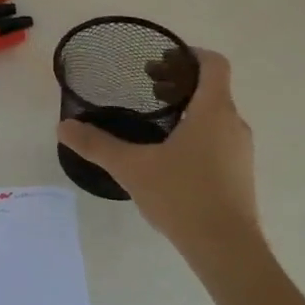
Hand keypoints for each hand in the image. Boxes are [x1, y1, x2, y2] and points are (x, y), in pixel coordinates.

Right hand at [56, 48, 258, 253]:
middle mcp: (233, 123)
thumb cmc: (183, 196)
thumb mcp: (132, 167)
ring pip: (215, 114)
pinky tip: (168, 155)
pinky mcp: (239, 174)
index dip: (188, 54)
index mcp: (213, 110)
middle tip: (146, 87)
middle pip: (212, 87)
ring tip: (153, 121)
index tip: (159, 61)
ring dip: (187, 108)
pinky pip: (218, 138)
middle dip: (178, 82)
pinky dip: (196, 132)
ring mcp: (240, 151)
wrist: (227, 250)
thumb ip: (97, 144)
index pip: (213, 63)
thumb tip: (63, 126)